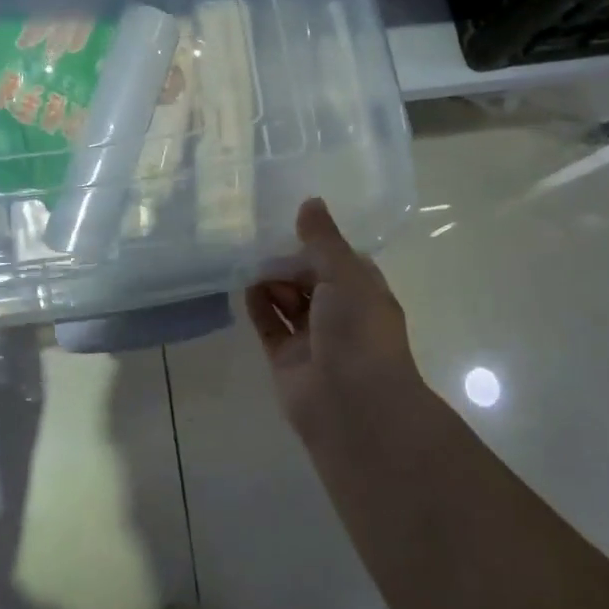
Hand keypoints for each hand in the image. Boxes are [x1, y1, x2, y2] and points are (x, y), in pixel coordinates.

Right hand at [247, 198, 422, 427]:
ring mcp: (313, 338)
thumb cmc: (359, 331)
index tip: (291, 220)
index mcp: (364, 293)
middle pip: (311, 279)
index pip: (340, 260)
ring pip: (288, 302)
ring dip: (272, 281)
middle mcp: (340, 315)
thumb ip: (323, 240)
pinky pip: (269, 326)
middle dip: (290, 260)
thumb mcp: (345, 275)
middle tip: (259, 235)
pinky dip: (258, 306)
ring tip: (247, 255)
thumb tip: (310, 202)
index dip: (319, 242)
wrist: (353, 406)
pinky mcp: (286, 359)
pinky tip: (244, 284)